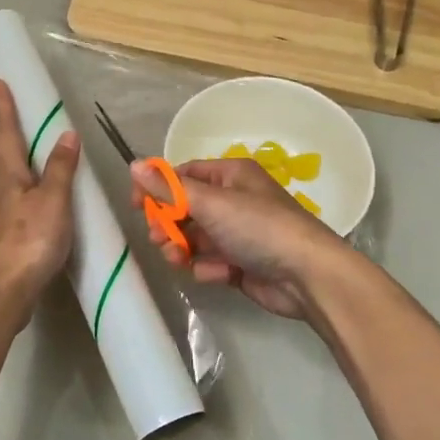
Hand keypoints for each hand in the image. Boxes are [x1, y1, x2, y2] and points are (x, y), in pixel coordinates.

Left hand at [0, 80, 78, 319]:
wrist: (5, 291)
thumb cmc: (29, 240)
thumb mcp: (53, 201)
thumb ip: (61, 169)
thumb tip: (66, 134)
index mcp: (9, 176)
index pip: (4, 133)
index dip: (2, 106)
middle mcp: (2, 190)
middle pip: (5, 152)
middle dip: (9, 128)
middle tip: (18, 108)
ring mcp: (5, 214)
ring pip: (14, 177)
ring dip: (23, 157)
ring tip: (39, 146)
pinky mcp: (12, 236)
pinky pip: (24, 199)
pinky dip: (34, 186)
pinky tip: (47, 195)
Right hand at [130, 156, 346, 318]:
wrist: (305, 275)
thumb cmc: (258, 227)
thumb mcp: (210, 203)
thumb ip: (169, 188)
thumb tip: (134, 165)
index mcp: (230, 176)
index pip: (184, 175)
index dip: (158, 189)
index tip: (136, 205)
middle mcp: (234, 200)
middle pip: (185, 209)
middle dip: (168, 224)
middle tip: (157, 237)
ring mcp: (238, 234)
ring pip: (194, 238)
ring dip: (181, 248)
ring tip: (177, 259)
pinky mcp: (240, 264)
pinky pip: (210, 262)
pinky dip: (208, 268)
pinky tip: (219, 273)